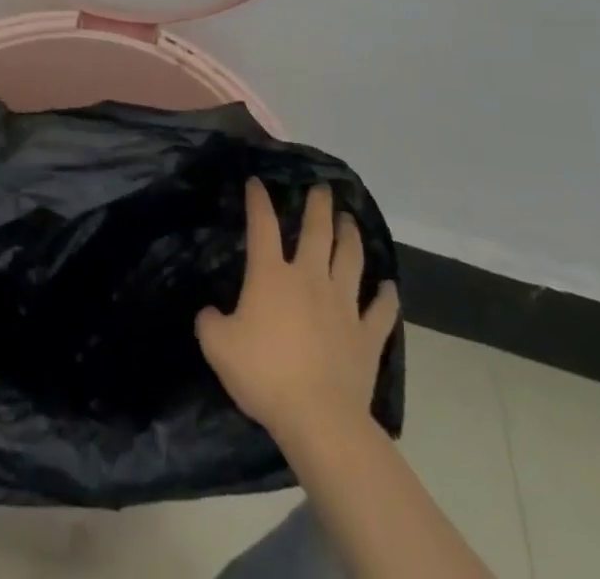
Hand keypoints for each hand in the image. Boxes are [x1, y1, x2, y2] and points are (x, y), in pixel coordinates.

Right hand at [197, 179, 399, 440]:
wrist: (319, 417)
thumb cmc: (264, 375)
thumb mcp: (217, 346)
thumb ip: (209, 321)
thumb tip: (210, 312)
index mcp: (271, 275)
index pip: (262, 225)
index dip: (258, 200)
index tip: (257, 182)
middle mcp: (309, 278)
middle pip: (317, 231)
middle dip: (318, 205)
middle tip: (322, 188)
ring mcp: (343, 305)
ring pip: (350, 259)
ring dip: (350, 236)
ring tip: (349, 220)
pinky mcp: (367, 336)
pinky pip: (381, 311)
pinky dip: (387, 297)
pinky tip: (390, 287)